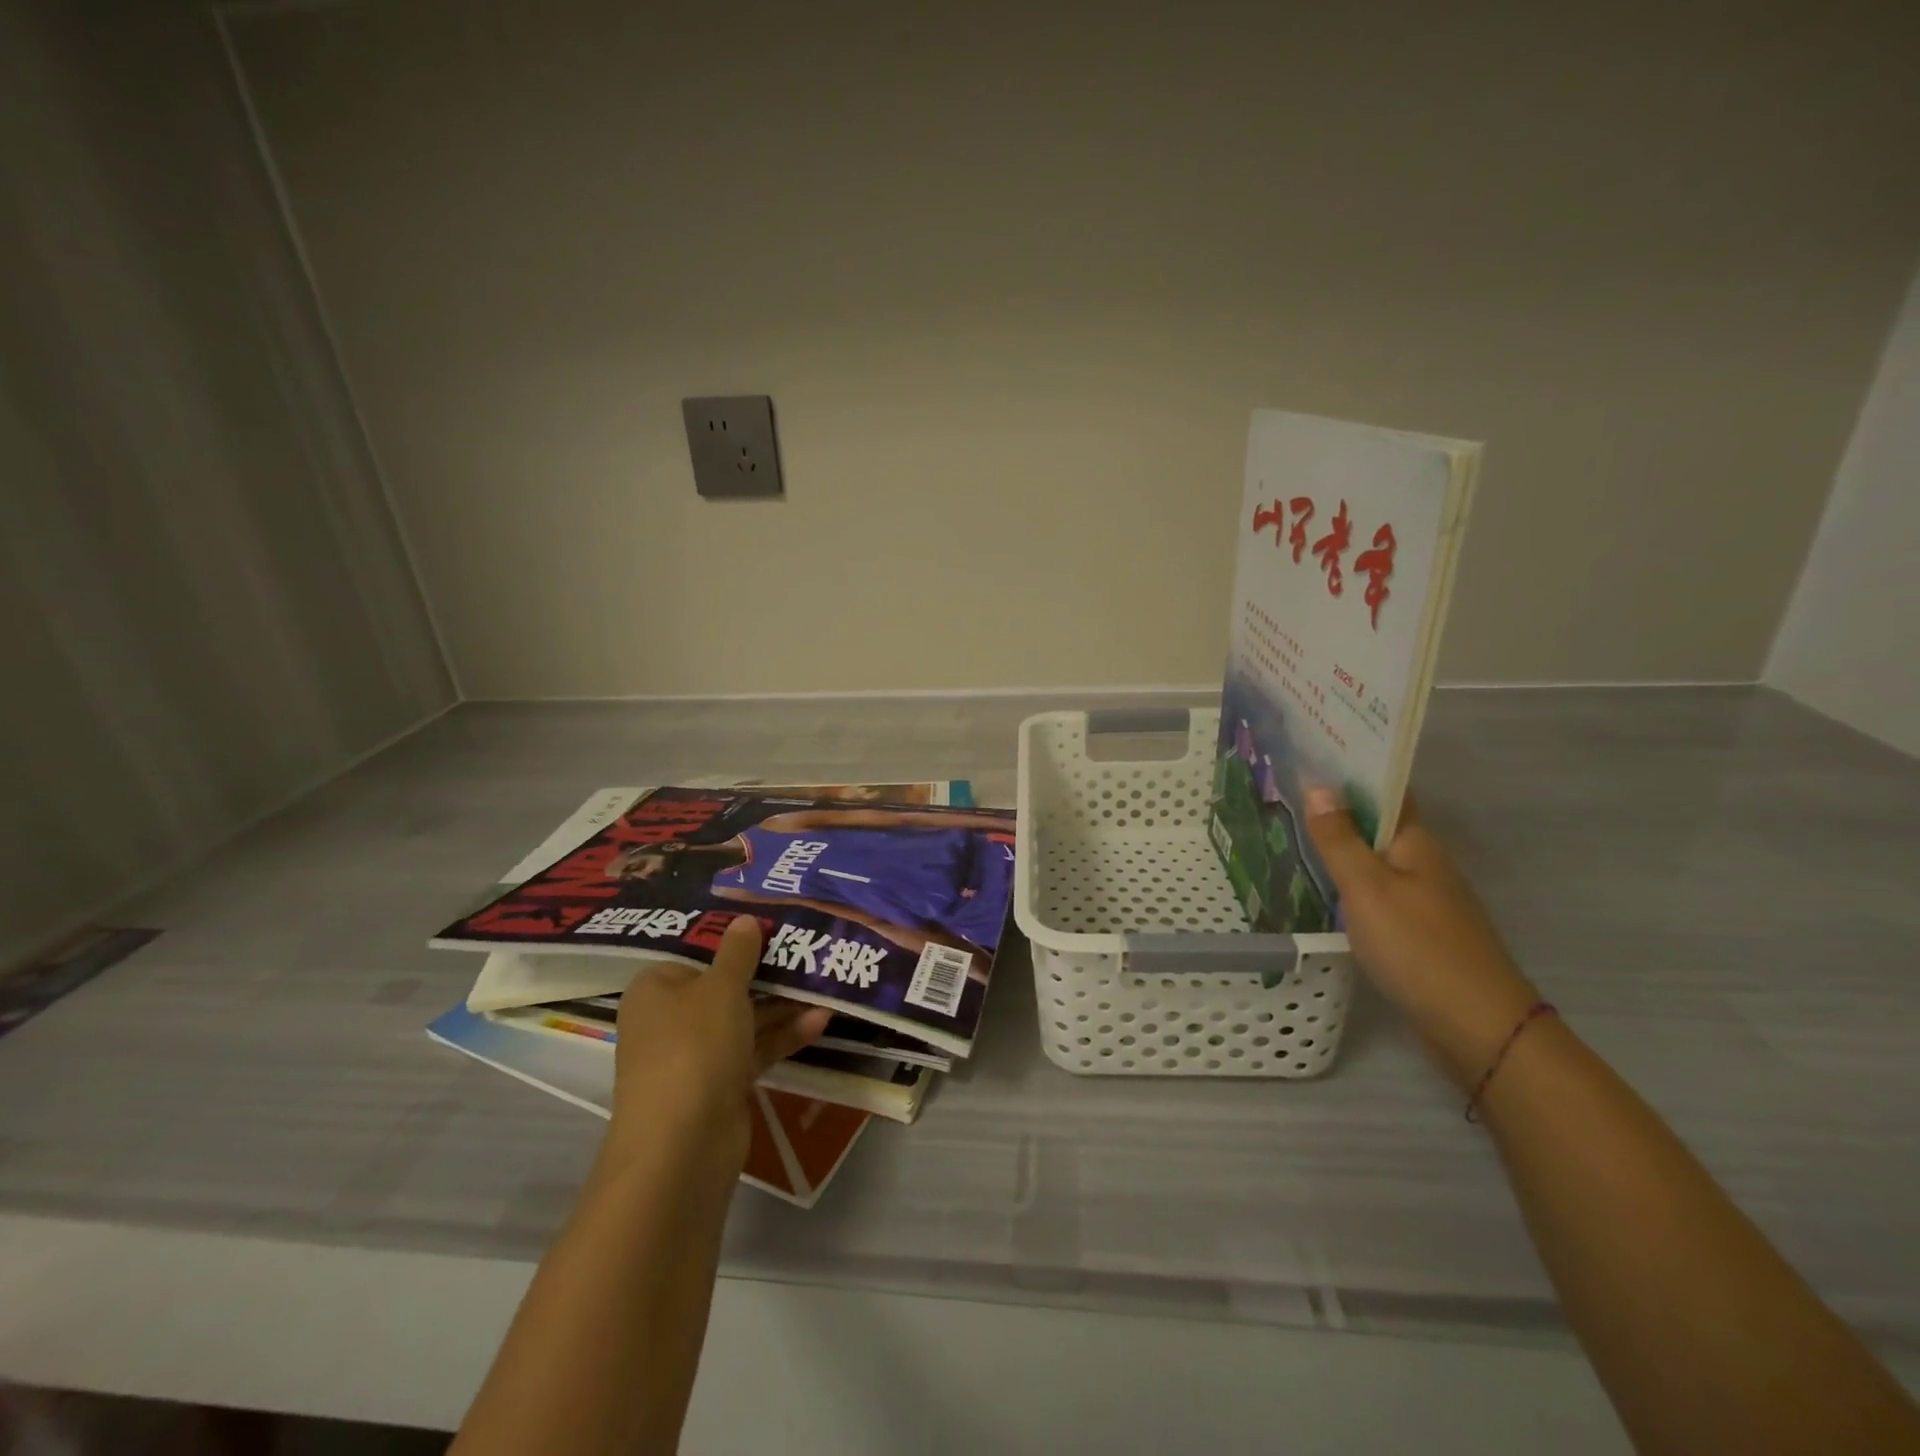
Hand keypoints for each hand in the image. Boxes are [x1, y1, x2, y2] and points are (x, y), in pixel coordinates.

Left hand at [606, 916, 830, 1169]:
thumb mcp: (721, 988)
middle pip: (724, 986)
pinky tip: (820, 1020)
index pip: (696, 954)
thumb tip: (745, 920)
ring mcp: (695, 1055)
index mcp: (656, 988)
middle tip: (807, 951)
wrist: (683, 1145)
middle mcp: (671, 1019)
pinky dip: (783, 1035)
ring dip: (782, 1004)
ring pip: (744, 1019)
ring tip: (825, 983)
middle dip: (767, 973)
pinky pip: (754, 1049)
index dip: (734, 941)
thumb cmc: (695, 1046)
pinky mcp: (720, 1085)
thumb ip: (739, 952)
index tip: (774, 928)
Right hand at [1304, 789, 1540, 1089]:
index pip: (1385, 792)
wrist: (1475, 1026)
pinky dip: (1345, 882)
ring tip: (1288, 829)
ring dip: (1338, 845)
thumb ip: (1339, 840)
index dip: (1351, 770)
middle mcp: (1422, 864)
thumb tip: (1318, 786)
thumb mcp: (1367, 889)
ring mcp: (1421, 900)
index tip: (1309, 752)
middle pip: (1377, 825)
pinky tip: (1317, 887)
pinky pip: (1373, 892)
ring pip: (1373, 860)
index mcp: (1416, 844)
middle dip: (1336, 806)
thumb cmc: (1418, 947)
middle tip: (1283, 789)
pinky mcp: (1414, 932)